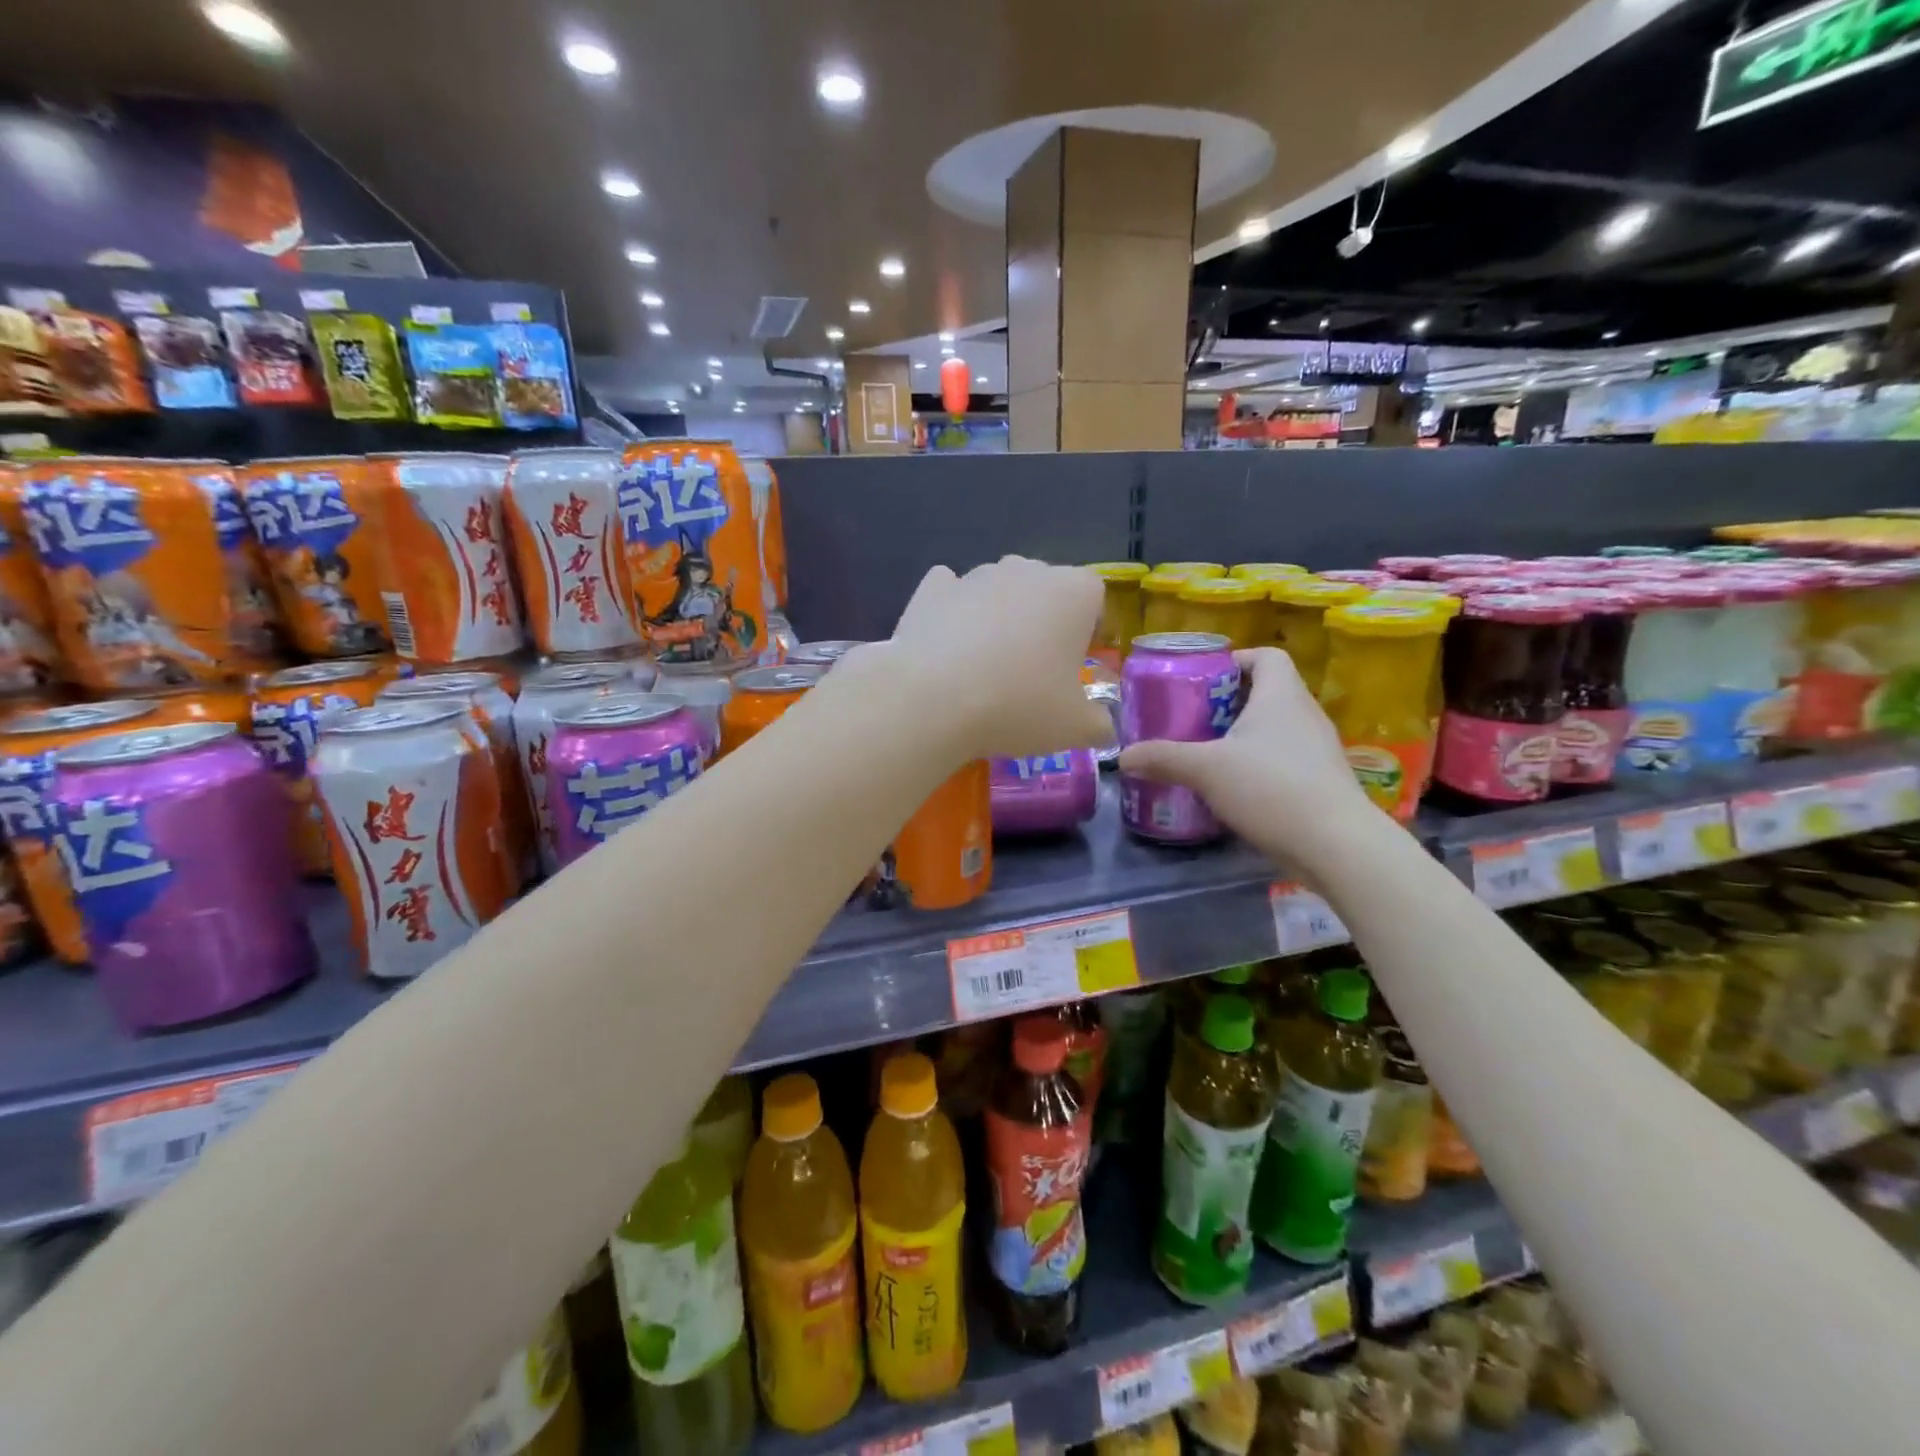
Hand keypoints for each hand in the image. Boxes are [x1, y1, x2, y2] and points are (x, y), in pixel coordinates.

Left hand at [865, 557, 1113, 759]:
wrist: (934, 699)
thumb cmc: (1019, 705)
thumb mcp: (1076, 728)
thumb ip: (1099, 723)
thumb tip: (1103, 726)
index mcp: (1073, 592)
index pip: (1095, 596)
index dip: (1090, 628)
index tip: (1078, 661)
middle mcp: (1027, 569)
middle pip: (1045, 588)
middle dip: (1043, 620)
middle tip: (1034, 669)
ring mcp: (976, 575)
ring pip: (998, 589)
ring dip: (999, 615)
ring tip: (986, 664)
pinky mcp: (931, 588)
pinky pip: (951, 593)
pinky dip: (952, 611)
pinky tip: (947, 645)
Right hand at [1117, 646, 1375, 872]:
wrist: (1336, 845)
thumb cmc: (1271, 788)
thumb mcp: (1205, 770)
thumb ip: (1162, 759)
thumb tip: (1122, 757)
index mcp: (1281, 696)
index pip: (1267, 656)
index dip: (1237, 659)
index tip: (1204, 678)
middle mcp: (1305, 714)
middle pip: (1268, 692)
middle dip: (1229, 702)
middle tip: (1193, 718)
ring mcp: (1318, 750)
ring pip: (1276, 728)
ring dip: (1244, 735)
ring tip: (1208, 753)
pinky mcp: (1320, 781)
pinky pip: (1285, 759)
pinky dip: (1259, 764)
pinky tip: (1233, 788)